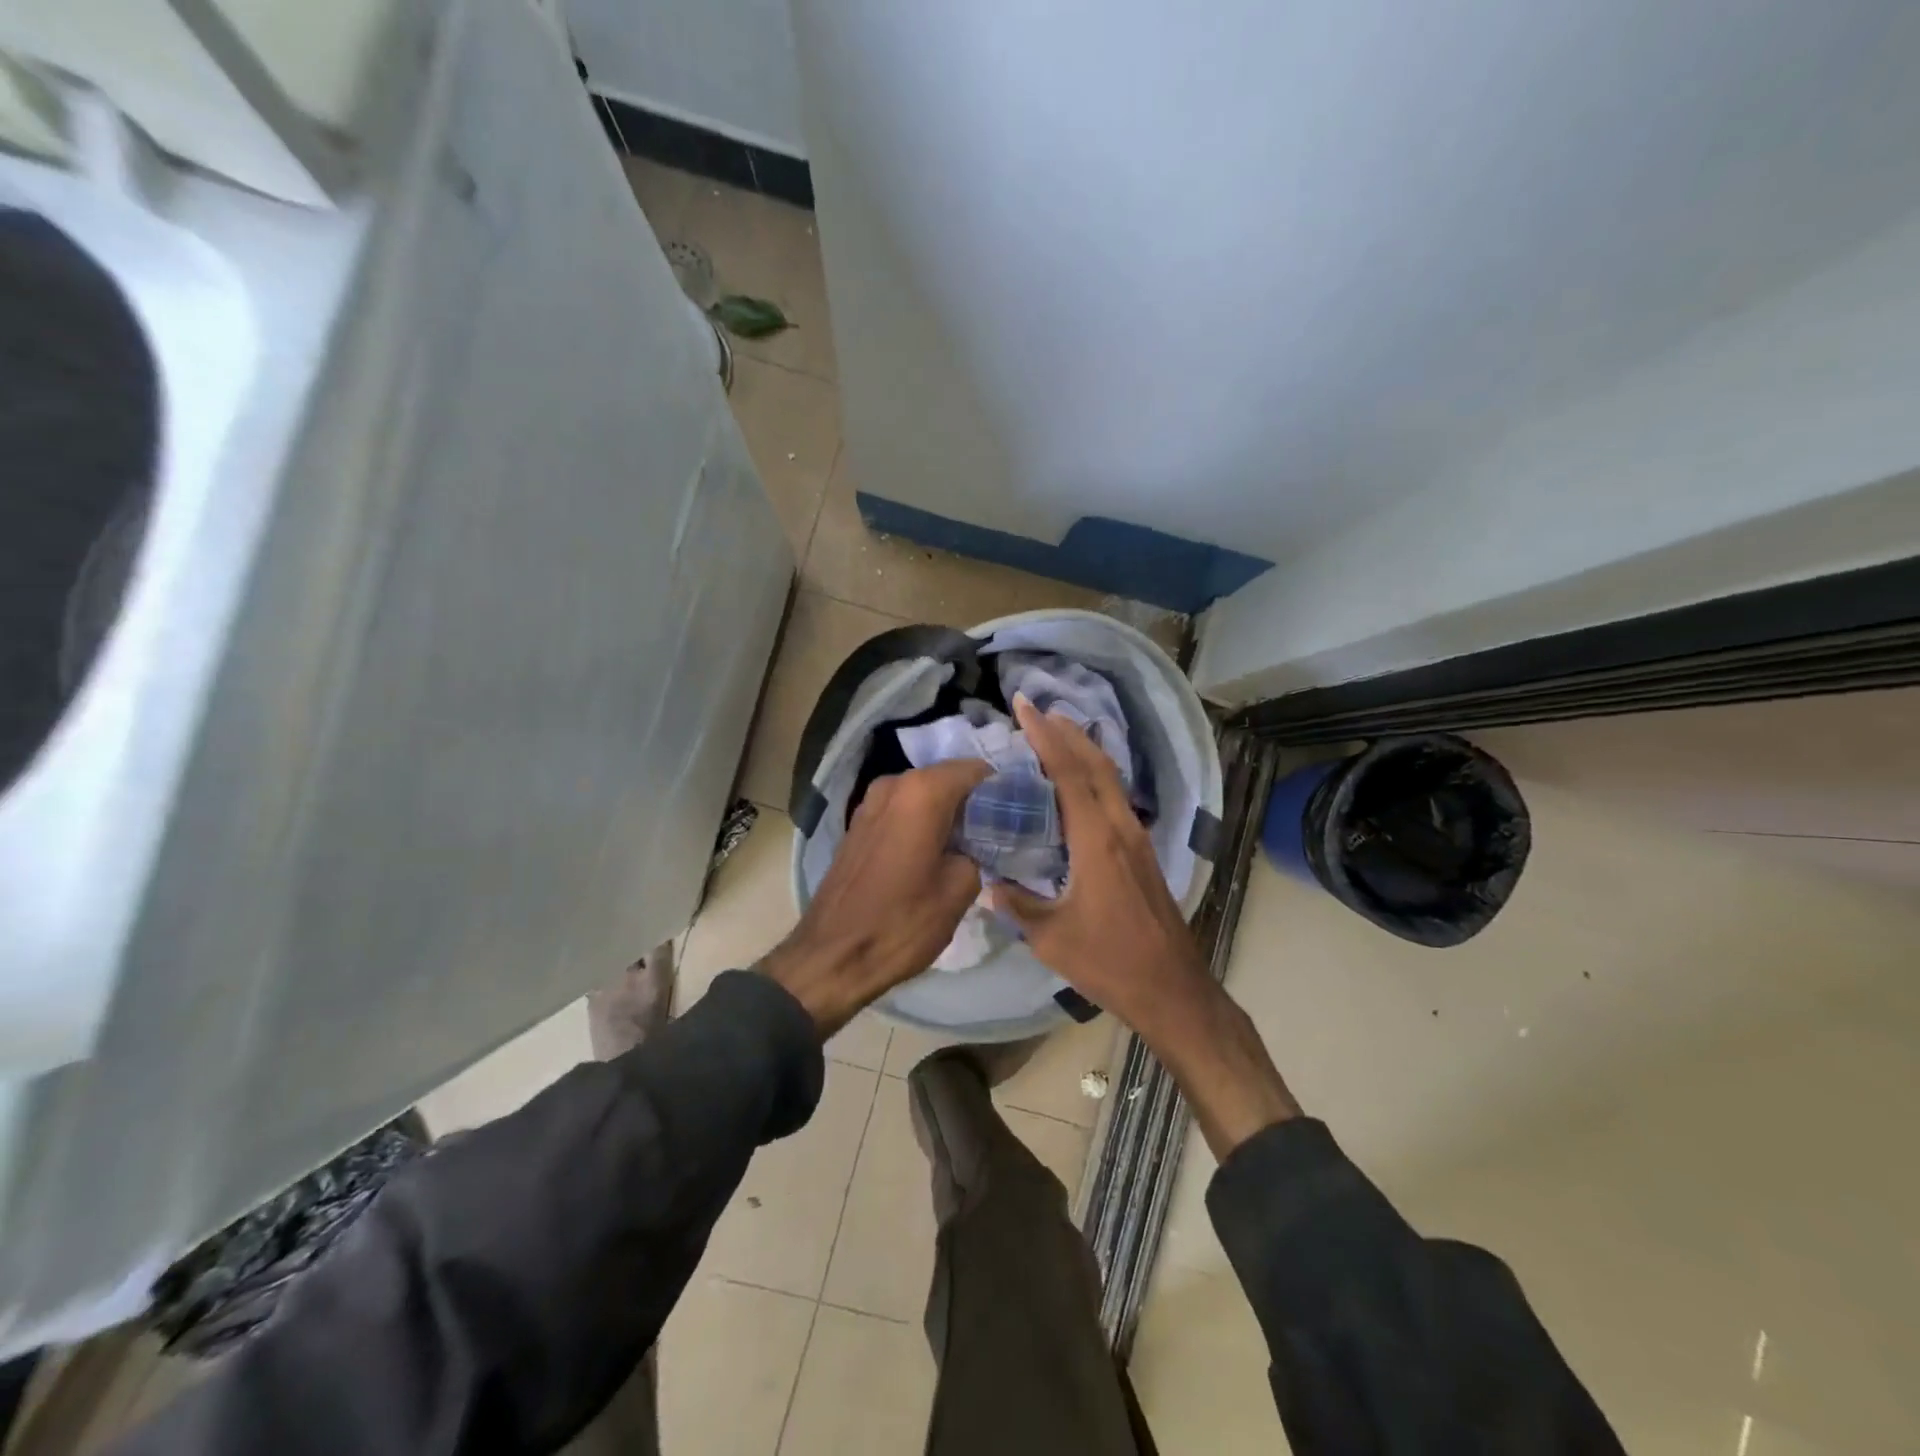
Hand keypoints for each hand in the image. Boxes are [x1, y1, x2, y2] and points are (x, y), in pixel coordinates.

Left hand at [760, 759, 990, 1036]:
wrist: (832, 956)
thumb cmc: (901, 922)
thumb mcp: (959, 890)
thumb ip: (979, 851)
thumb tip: (975, 845)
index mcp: (923, 791)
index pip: (977, 769)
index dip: (1000, 789)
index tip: (1017, 813)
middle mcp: (894, 783)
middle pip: (948, 779)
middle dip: (974, 801)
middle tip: (998, 831)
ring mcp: (871, 802)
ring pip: (924, 795)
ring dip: (947, 813)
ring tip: (969, 844)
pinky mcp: (858, 823)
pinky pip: (902, 810)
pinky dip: (921, 823)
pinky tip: (935, 852)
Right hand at [994, 697, 1299, 1156]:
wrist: (1171, 988)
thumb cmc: (1109, 961)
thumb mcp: (1051, 936)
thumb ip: (1018, 905)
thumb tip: (989, 885)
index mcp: (1097, 840)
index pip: (1069, 774)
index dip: (1045, 737)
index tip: (1024, 707)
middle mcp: (1121, 828)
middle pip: (1096, 764)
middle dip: (1066, 732)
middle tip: (1037, 709)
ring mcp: (1137, 838)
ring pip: (1110, 779)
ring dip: (1084, 750)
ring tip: (1057, 733)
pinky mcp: (1143, 853)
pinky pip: (1115, 798)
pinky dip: (1095, 776)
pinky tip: (1081, 784)